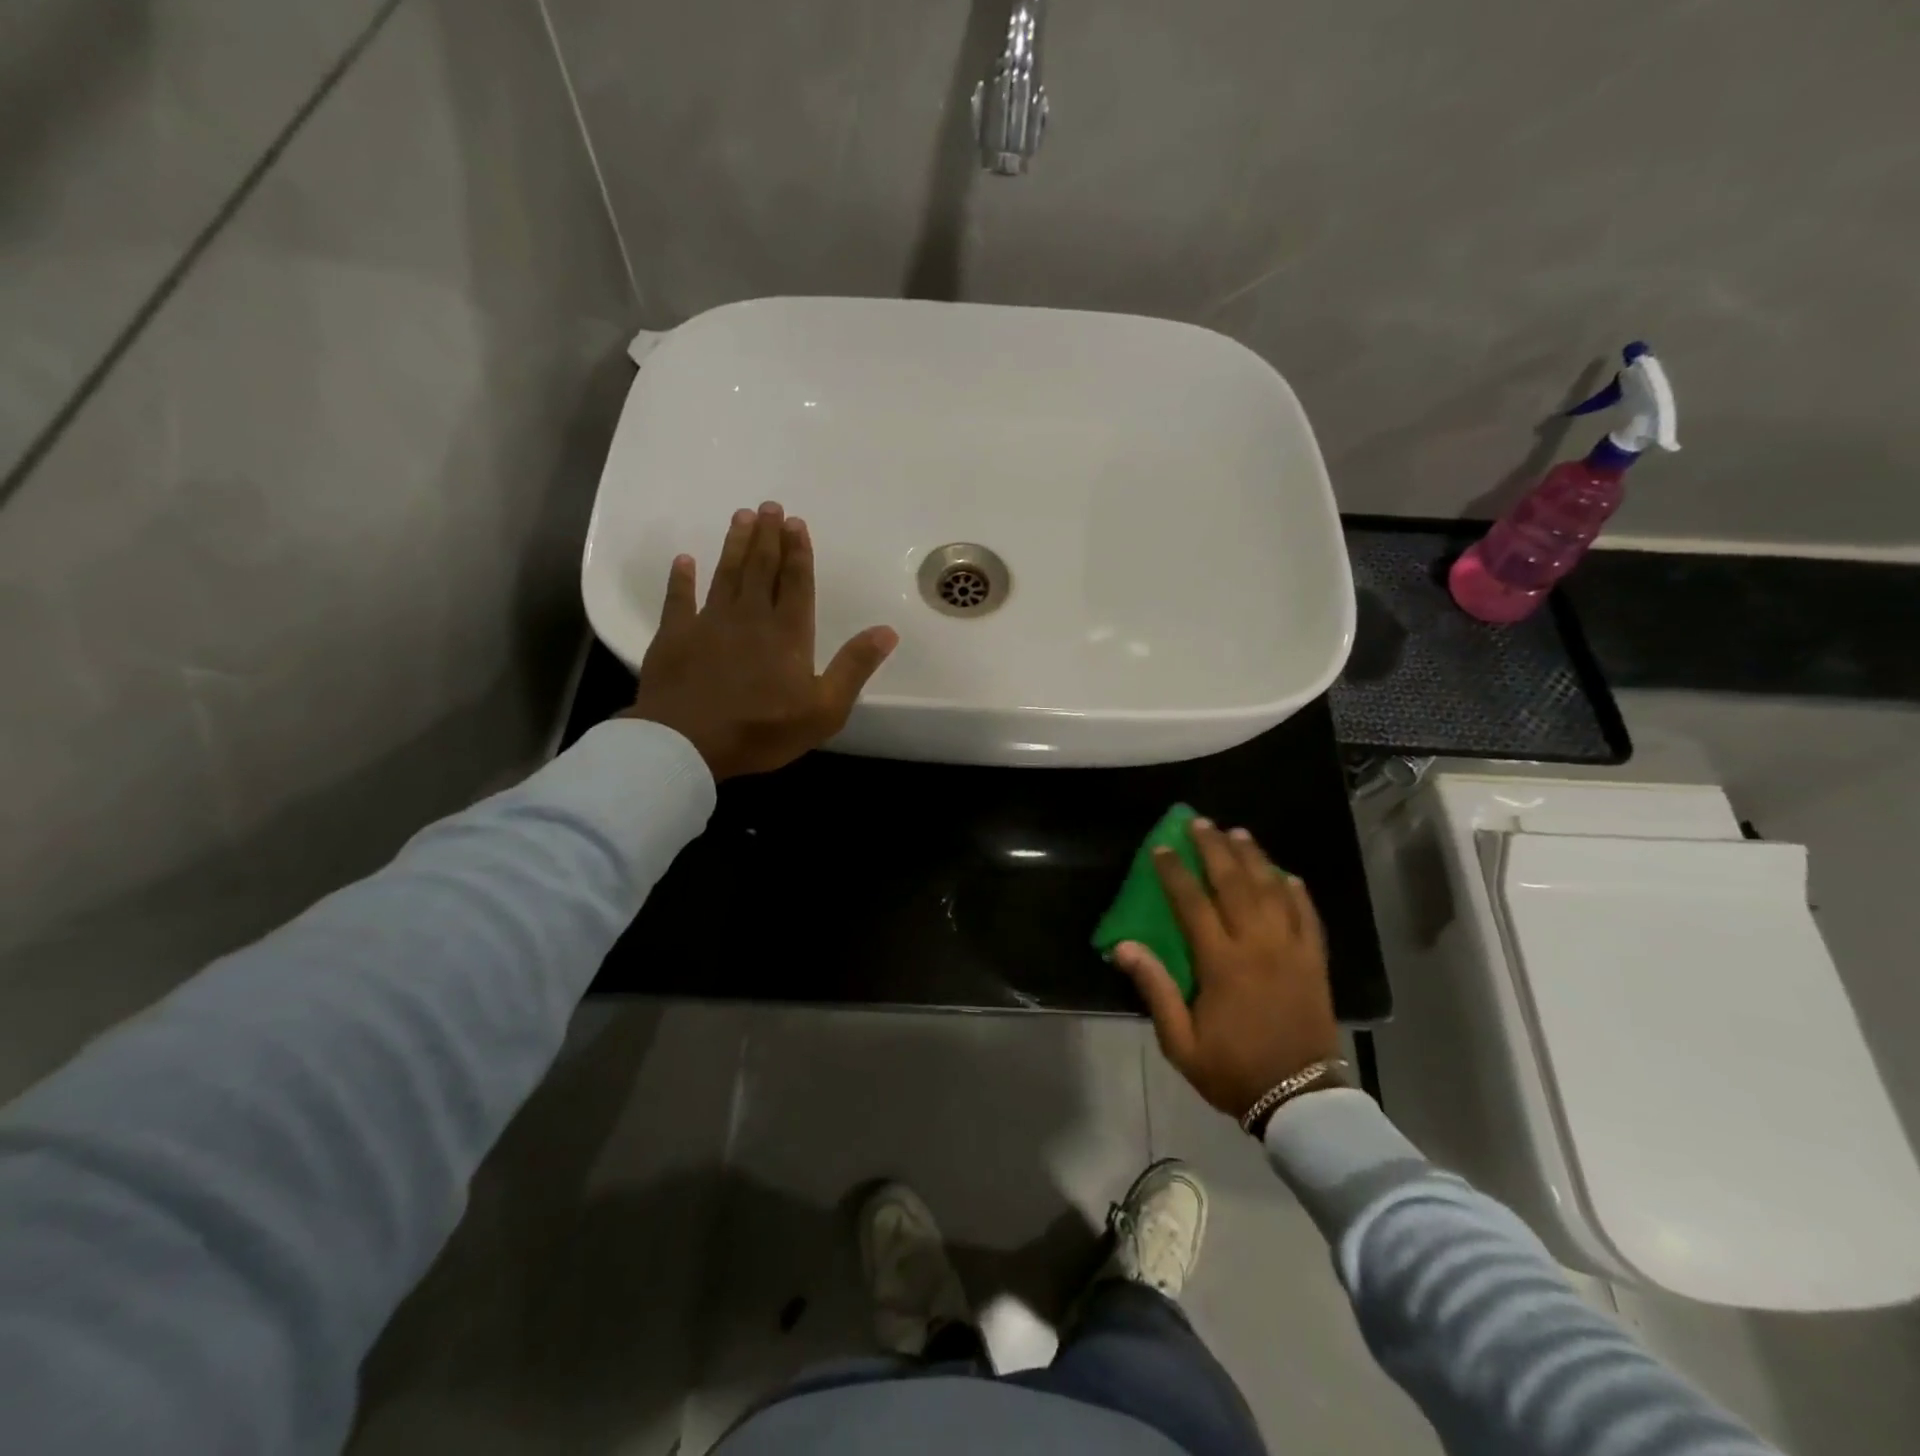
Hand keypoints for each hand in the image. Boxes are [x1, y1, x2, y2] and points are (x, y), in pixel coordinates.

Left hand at [624, 502, 897, 780]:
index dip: (798, 552)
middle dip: (768, 537)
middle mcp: (750, 617)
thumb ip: (854, 667)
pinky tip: (684, 560)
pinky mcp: (674, 636)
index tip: (797, 523)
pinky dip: (681, 579)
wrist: (687, 742)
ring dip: (735, 545)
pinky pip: (678, 599)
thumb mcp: (824, 709)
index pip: (796, 583)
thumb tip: (887, 631)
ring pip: (725, 574)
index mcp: (788, 633)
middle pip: (761, 568)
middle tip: (769, 506)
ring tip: (741, 517)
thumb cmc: (762, 729)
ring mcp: (709, 623)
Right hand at [1113, 819, 1341, 1120]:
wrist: (1301, 1099)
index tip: (1161, 848)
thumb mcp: (1181, 1041)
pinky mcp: (1316, 961)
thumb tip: (1124, 946)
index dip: (1174, 872)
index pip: (1193, 903)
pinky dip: (1297, 891)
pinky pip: (1308, 915)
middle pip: (1235, 883)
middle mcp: (1258, 944)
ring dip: (1254, 858)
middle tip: (1201, 823)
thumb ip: (1155, 989)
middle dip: (1215, 849)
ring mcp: (1292, 950)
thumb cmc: (1233, 1070)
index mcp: (1222, 962)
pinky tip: (1286, 875)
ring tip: (1238, 833)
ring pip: (1273, 890)